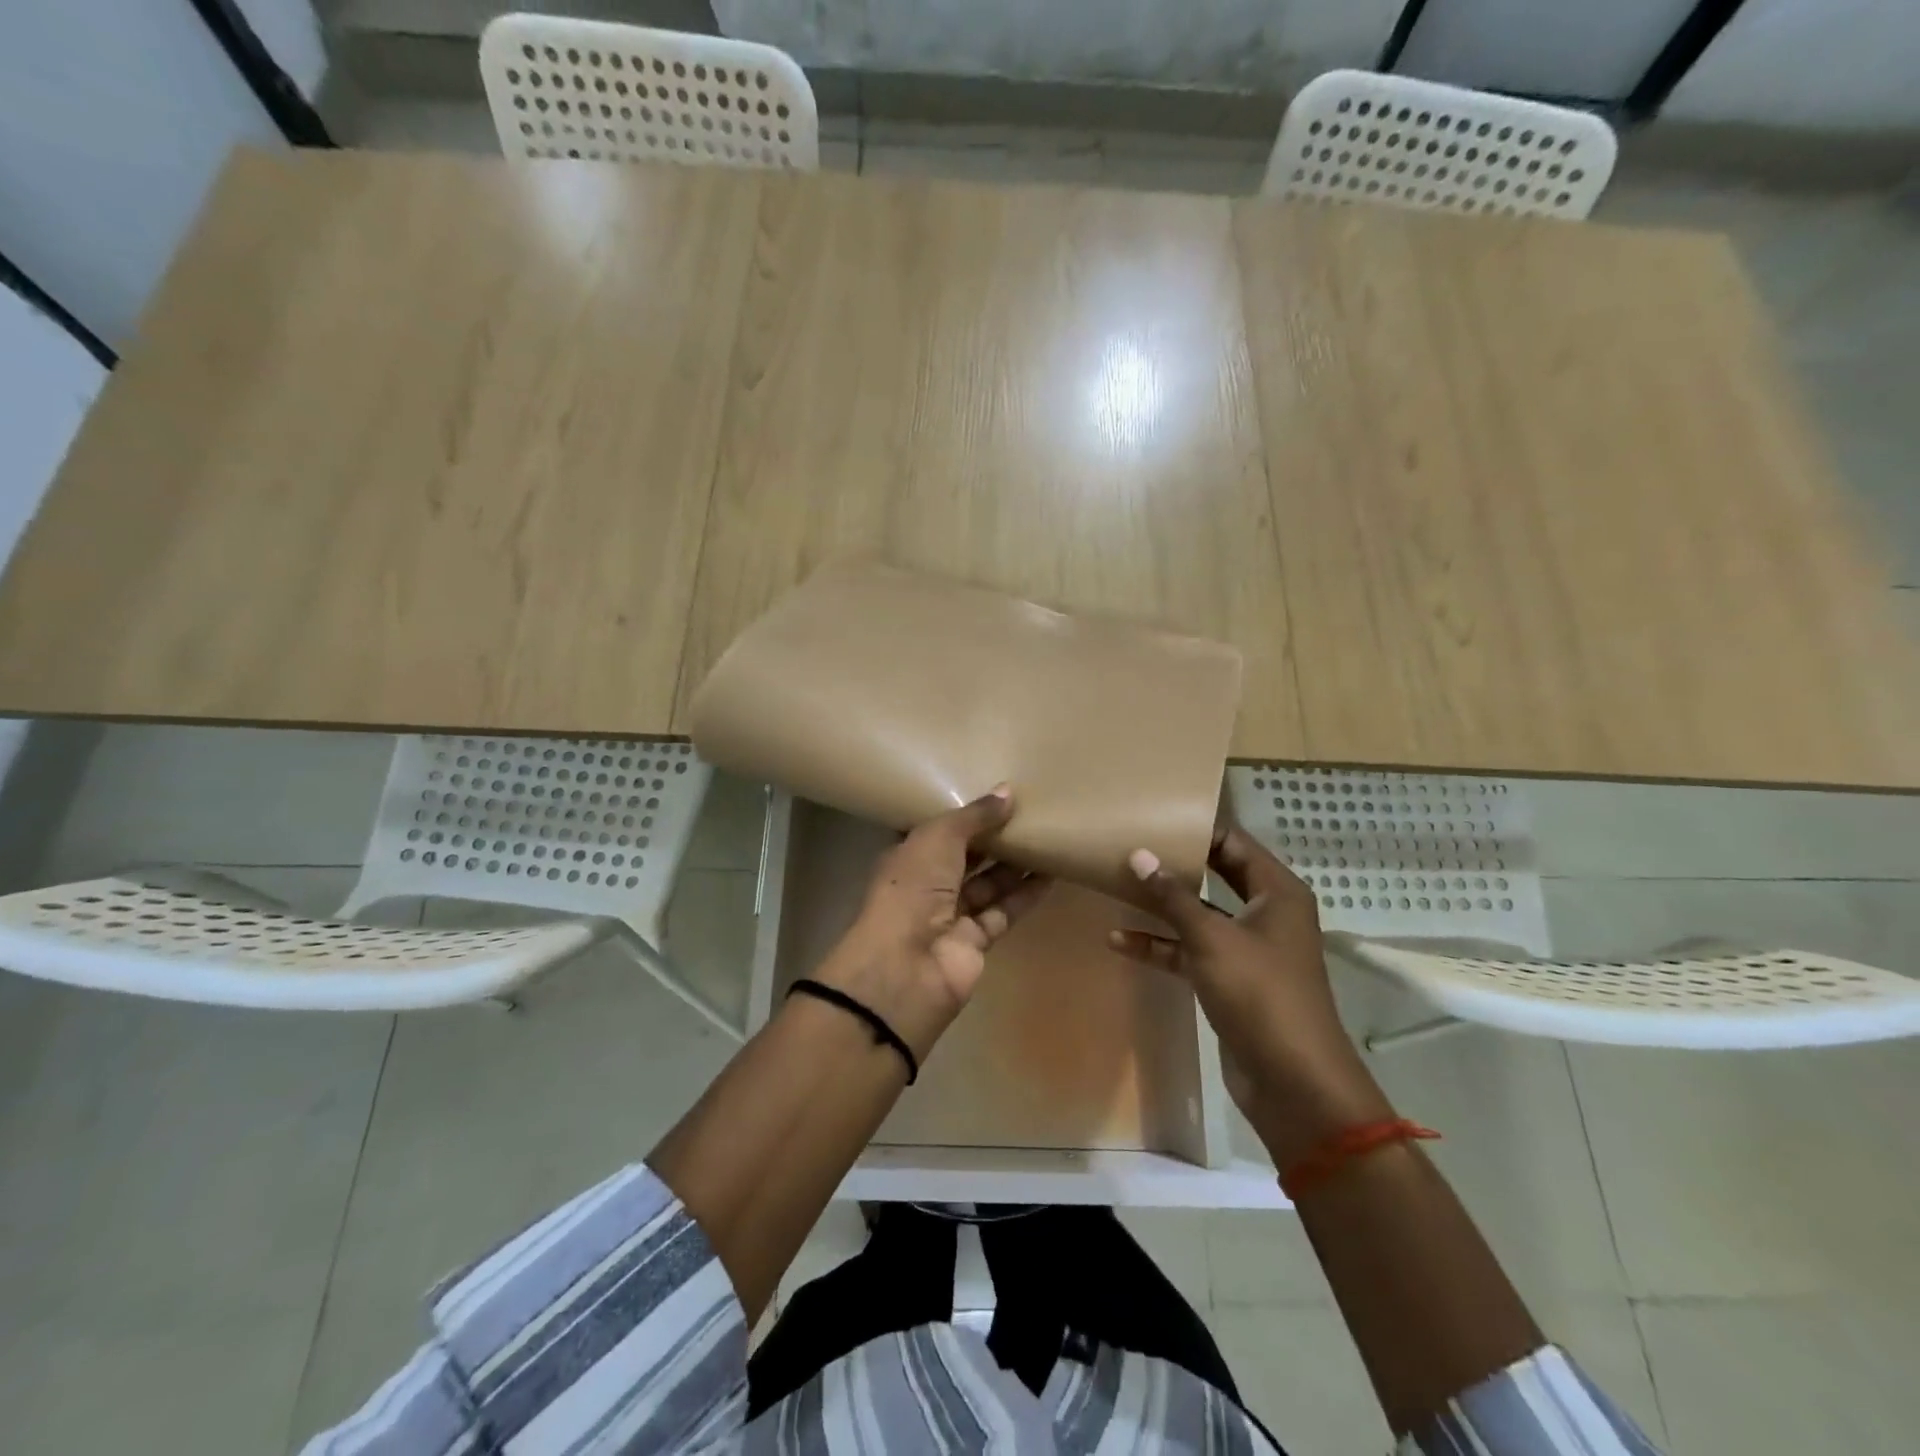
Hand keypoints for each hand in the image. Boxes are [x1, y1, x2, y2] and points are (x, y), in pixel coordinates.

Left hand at [814, 787, 1050, 1059]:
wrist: (906, 967)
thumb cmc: (912, 889)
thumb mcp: (938, 838)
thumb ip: (975, 815)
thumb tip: (1008, 791)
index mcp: (907, 856)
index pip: (938, 831)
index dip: (964, 813)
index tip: (995, 793)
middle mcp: (927, 884)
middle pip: (966, 856)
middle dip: (994, 837)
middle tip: (1031, 811)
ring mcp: (951, 915)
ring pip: (988, 883)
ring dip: (1016, 864)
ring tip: (1048, 835)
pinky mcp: (977, 941)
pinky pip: (1005, 910)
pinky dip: (1026, 894)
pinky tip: (1052, 873)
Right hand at [1111, 824, 1392, 1163]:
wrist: (1293, 1082)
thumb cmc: (1260, 993)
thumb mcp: (1212, 938)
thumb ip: (1173, 896)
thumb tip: (1139, 854)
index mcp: (1276, 892)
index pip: (1233, 843)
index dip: (1195, 829)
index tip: (1152, 817)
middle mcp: (1265, 913)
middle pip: (1214, 875)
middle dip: (1174, 864)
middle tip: (1129, 844)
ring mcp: (1246, 948)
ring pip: (1198, 915)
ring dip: (1161, 907)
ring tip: (1116, 885)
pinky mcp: (1229, 980)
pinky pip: (1190, 951)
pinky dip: (1160, 945)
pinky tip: (1119, 940)